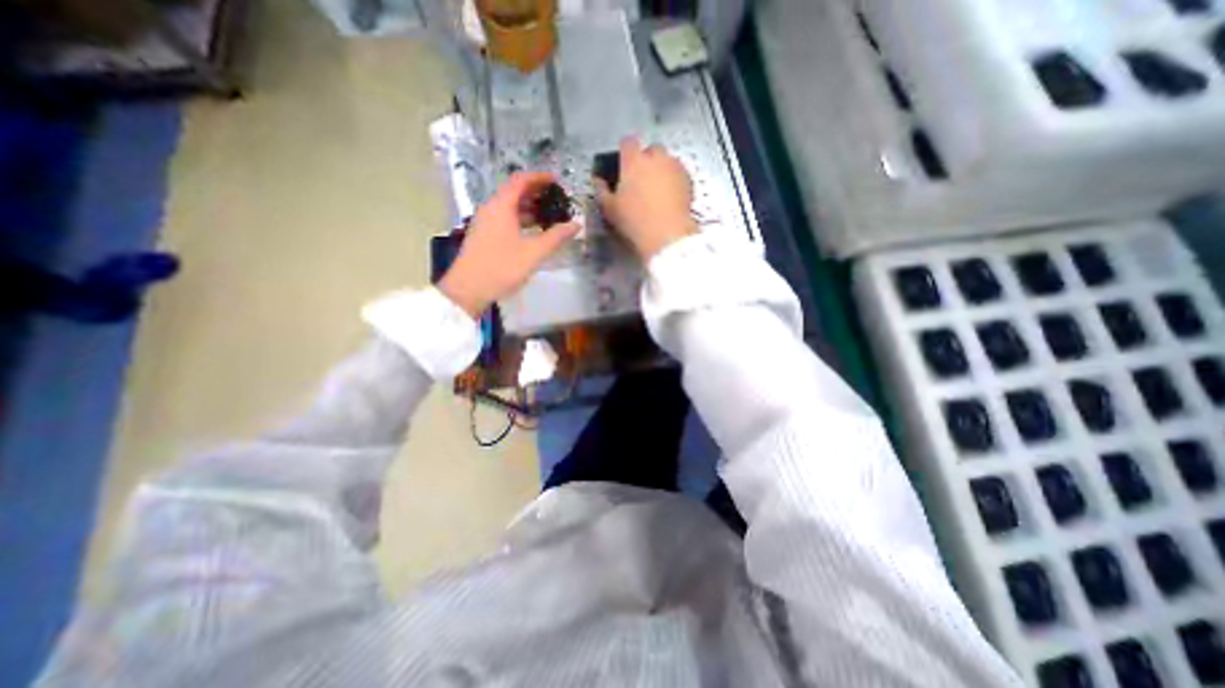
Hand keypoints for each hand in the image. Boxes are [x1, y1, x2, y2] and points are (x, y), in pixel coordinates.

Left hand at [438, 176, 575, 319]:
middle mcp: (491, 209)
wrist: (468, 289)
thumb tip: (576, 224)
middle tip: (556, 198)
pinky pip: (504, 218)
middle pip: (514, 192)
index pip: (521, 181)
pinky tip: (532, 231)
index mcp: (501, 206)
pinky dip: (520, 219)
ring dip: (528, 207)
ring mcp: (485, 222)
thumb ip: (556, 237)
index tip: (557, 180)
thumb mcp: (534, 253)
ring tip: (548, 214)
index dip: (539, 177)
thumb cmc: (502, 267)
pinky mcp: (484, 235)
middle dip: (536, 192)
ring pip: (509, 207)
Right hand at [598, 137, 698, 260]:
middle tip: (641, 180)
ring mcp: (675, 166)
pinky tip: (670, 197)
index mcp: (633, 160)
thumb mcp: (610, 208)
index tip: (623, 165)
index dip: (625, 152)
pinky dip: (674, 180)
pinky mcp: (689, 179)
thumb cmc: (634, 220)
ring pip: (667, 161)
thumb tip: (598, 181)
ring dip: (662, 170)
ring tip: (657, 190)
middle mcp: (656, 157)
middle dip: (647, 160)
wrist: (667, 234)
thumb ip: (601, 191)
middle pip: (651, 149)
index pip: (627, 143)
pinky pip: (679, 174)